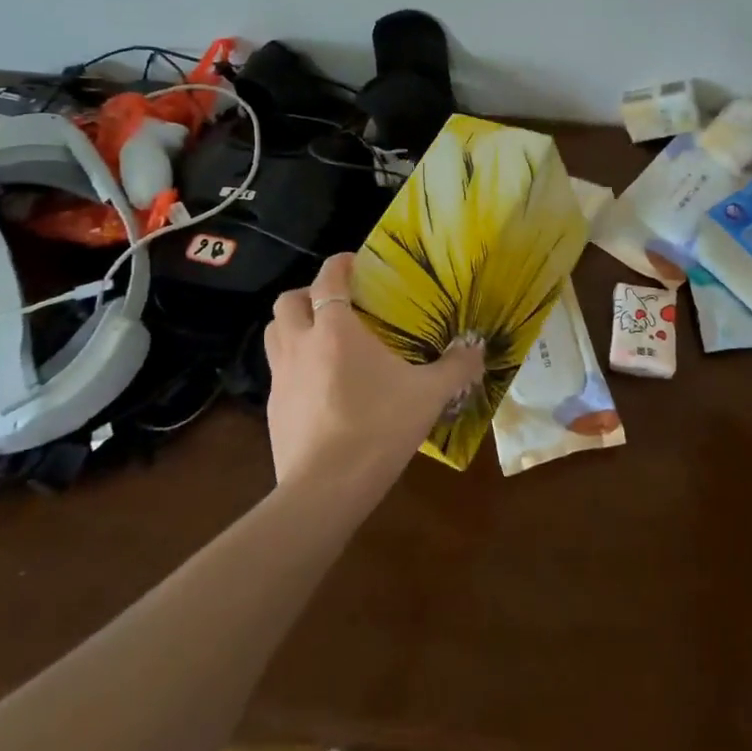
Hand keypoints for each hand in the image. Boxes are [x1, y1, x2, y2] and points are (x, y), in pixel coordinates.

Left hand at [263, 254, 485, 494]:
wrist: (325, 489)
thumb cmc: (377, 428)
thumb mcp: (428, 395)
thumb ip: (456, 367)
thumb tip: (478, 348)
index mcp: (335, 330)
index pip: (328, 279)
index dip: (338, 264)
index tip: (353, 261)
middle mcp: (300, 345)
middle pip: (287, 302)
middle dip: (308, 294)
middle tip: (335, 304)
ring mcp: (281, 378)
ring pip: (274, 335)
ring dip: (293, 327)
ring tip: (321, 339)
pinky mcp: (273, 410)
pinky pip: (278, 373)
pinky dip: (294, 367)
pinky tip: (319, 387)